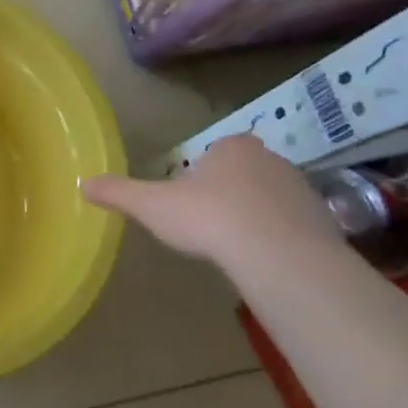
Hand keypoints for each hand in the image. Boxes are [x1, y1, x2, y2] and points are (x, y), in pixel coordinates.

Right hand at [82, 135, 340, 266]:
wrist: (278, 255)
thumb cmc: (210, 218)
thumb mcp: (153, 206)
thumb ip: (120, 193)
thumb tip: (83, 184)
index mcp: (232, 147)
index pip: (215, 152)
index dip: (201, 175)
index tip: (190, 200)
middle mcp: (271, 159)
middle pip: (244, 173)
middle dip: (229, 193)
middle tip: (210, 224)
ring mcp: (302, 189)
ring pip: (271, 199)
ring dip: (256, 216)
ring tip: (236, 246)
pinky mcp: (324, 222)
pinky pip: (294, 226)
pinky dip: (279, 238)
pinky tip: (263, 260)